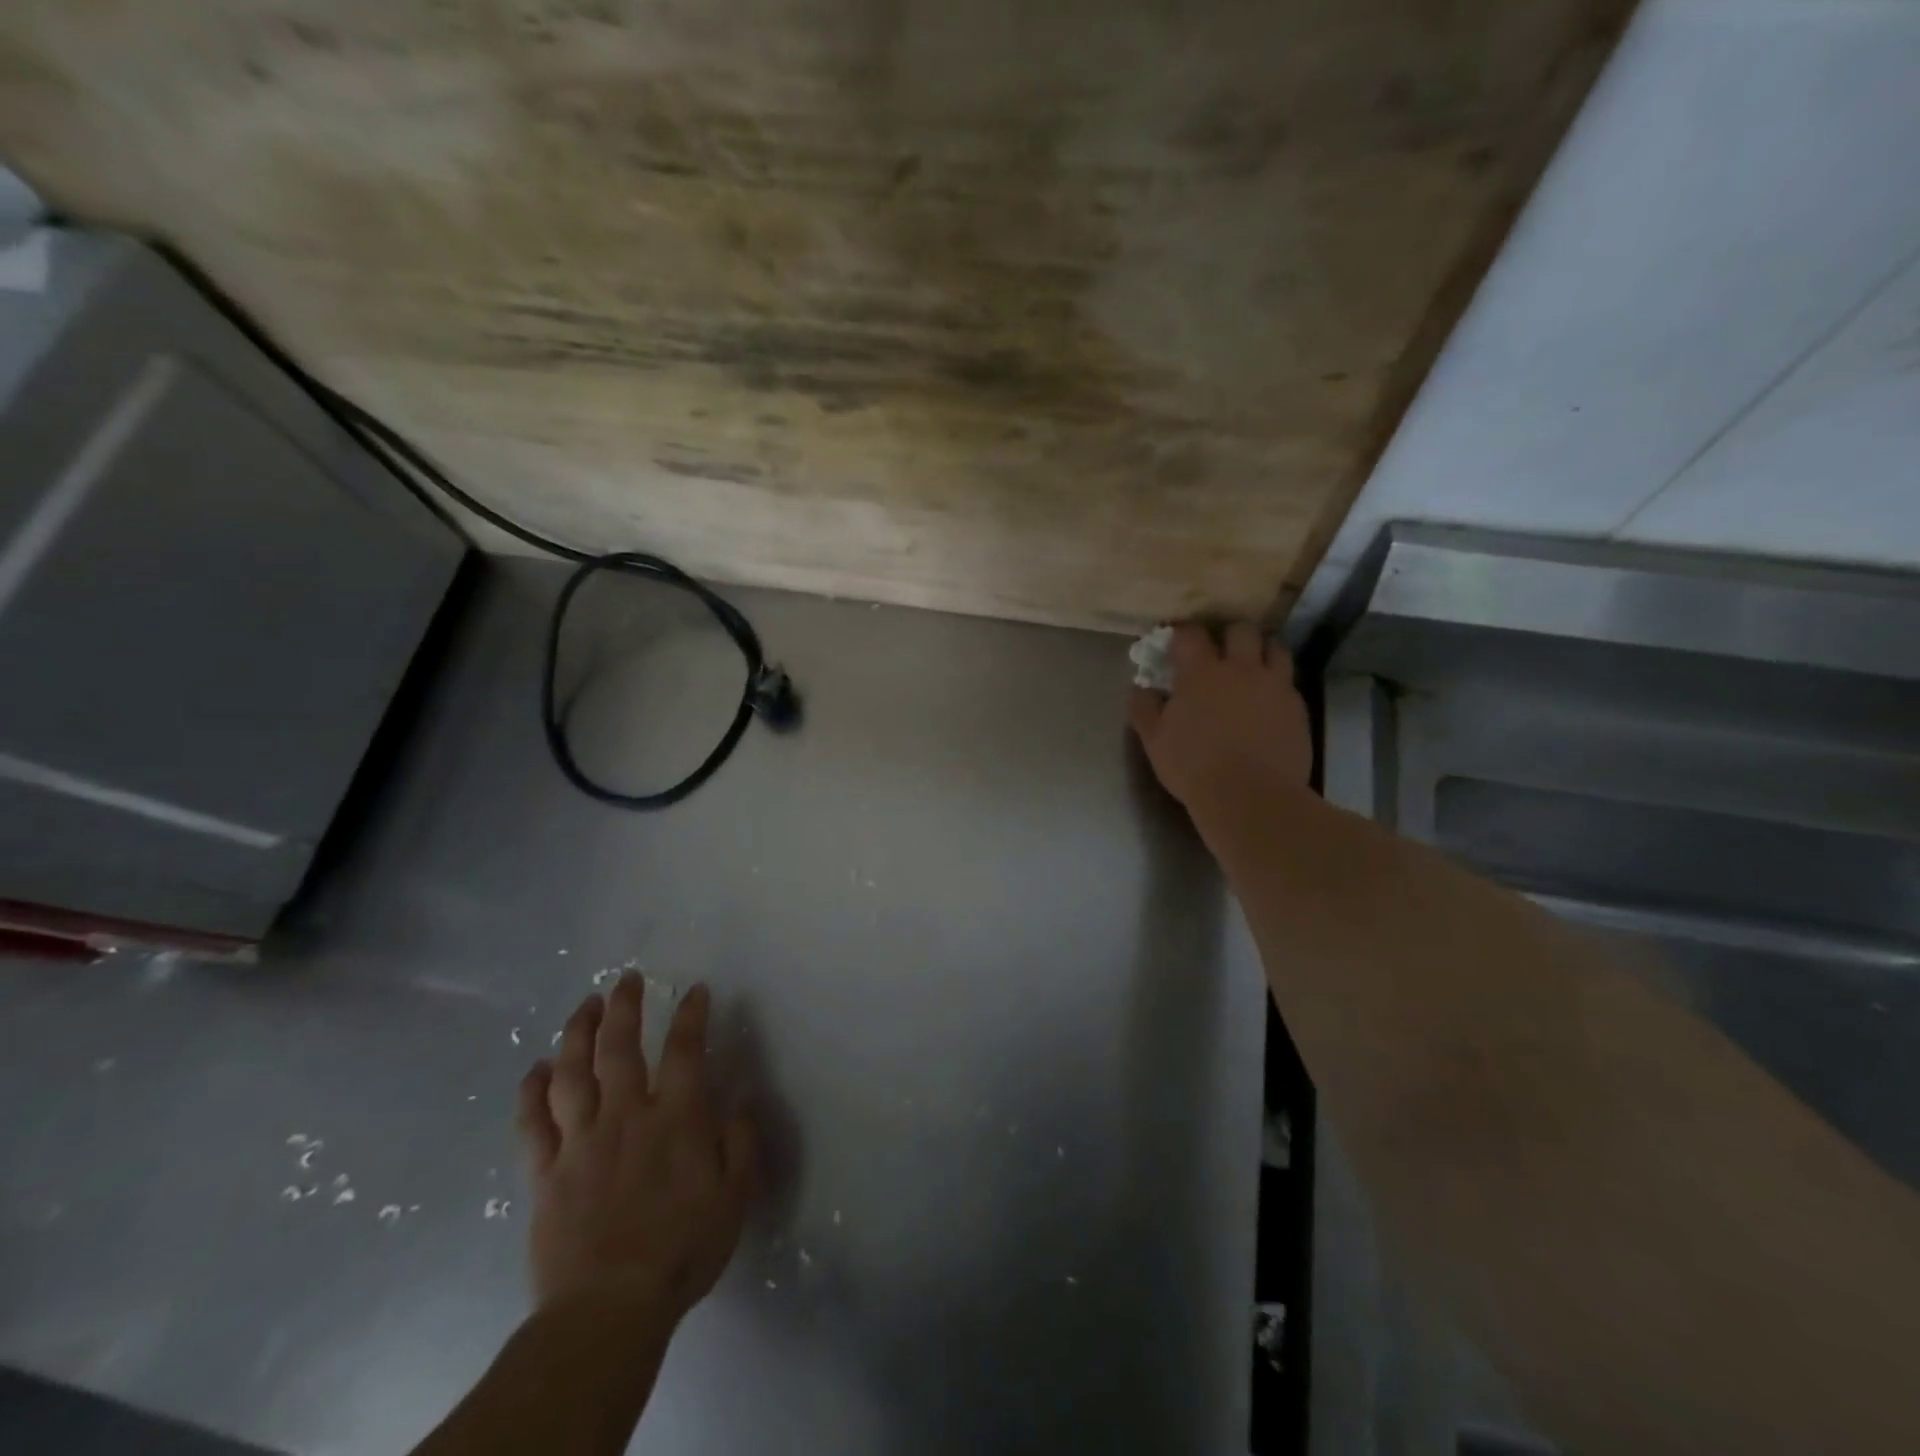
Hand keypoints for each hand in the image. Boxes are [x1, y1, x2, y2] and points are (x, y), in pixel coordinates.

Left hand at [517, 976, 755, 1324]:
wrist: (608, 1308)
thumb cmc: (681, 1250)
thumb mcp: (734, 1198)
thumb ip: (741, 1144)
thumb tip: (739, 1102)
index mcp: (676, 1119)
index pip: (685, 1050)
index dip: (691, 1014)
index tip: (695, 990)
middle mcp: (626, 1116)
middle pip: (620, 1047)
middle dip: (625, 1007)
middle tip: (626, 979)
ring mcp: (581, 1141)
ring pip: (572, 1073)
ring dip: (578, 1033)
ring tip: (585, 1006)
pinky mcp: (545, 1173)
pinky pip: (532, 1123)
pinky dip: (531, 1091)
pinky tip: (534, 1069)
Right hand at [1128, 622, 1311, 828]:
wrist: (1251, 797)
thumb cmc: (1193, 767)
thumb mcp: (1154, 741)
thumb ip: (1144, 708)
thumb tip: (1141, 689)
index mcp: (1200, 673)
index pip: (1190, 634)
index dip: (1182, 634)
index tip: (1175, 643)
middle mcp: (1241, 669)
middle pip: (1241, 630)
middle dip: (1228, 635)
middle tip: (1219, 652)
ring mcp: (1274, 686)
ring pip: (1275, 648)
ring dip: (1261, 651)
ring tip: (1252, 668)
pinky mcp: (1297, 707)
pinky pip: (1289, 682)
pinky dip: (1277, 684)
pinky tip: (1268, 702)